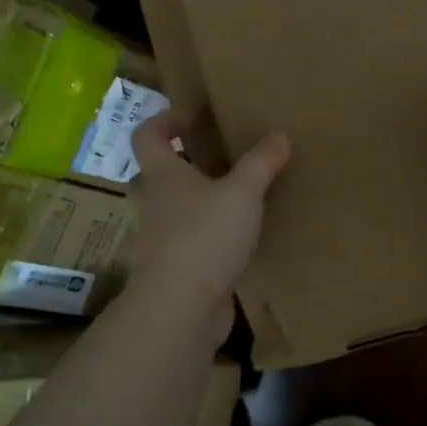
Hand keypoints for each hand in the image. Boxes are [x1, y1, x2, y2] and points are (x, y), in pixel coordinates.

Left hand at [129, 113, 290, 320]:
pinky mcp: (174, 272)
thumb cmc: (205, 236)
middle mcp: (154, 205)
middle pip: (159, 175)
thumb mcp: (242, 193)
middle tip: (220, 159)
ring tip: (236, 200)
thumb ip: (260, 163)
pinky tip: (238, 241)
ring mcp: (159, 241)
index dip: (165, 120)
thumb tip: (279, 135)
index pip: (147, 136)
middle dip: (184, 164)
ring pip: (174, 212)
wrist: (180, 308)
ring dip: (198, 204)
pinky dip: (208, 238)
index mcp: (162, 177)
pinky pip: (189, 244)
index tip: (195, 117)